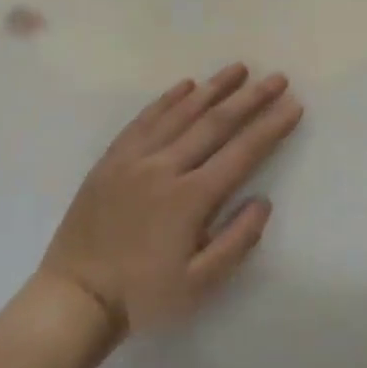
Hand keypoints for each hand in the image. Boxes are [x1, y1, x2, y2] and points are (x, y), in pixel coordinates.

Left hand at [34, 64, 303, 335]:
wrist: (74, 299)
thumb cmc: (142, 296)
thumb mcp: (199, 285)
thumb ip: (236, 241)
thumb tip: (263, 201)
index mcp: (190, 199)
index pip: (241, 153)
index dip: (270, 127)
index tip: (293, 105)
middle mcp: (164, 168)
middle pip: (215, 124)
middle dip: (250, 98)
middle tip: (276, 77)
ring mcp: (134, 160)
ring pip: (180, 113)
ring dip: (213, 88)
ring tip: (238, 68)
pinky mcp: (111, 160)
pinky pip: (144, 120)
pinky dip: (167, 99)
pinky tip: (186, 85)